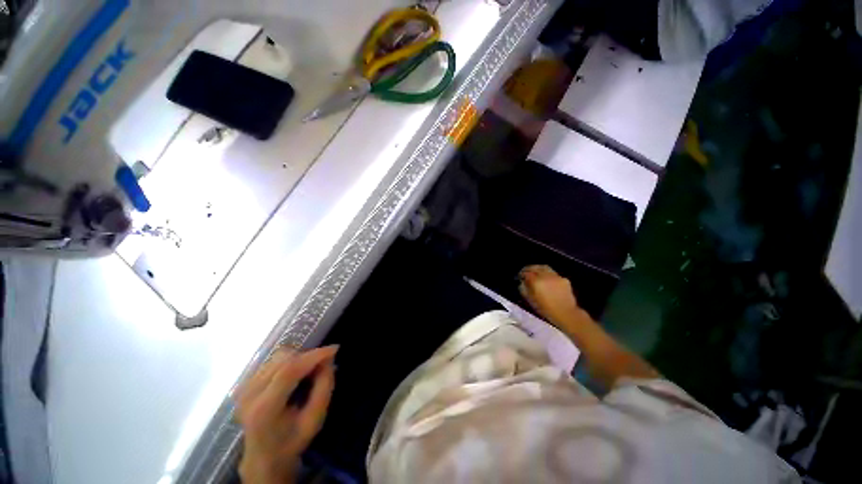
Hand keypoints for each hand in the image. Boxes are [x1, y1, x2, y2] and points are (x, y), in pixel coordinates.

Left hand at [236, 346, 337, 483]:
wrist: (263, 457)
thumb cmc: (292, 441)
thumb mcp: (315, 419)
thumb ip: (324, 388)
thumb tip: (328, 359)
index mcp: (264, 409)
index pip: (289, 371)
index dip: (313, 356)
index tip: (334, 349)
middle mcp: (249, 394)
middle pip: (283, 359)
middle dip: (308, 356)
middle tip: (323, 365)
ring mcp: (244, 388)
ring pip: (278, 356)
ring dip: (299, 358)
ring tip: (309, 371)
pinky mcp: (244, 384)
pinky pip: (272, 361)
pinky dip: (289, 361)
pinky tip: (295, 375)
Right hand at [519, 265, 587, 329]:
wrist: (566, 314)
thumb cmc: (545, 309)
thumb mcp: (530, 300)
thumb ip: (524, 289)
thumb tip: (522, 282)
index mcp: (536, 281)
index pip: (526, 273)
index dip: (522, 273)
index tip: (519, 276)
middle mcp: (546, 276)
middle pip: (535, 267)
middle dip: (529, 268)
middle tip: (526, 271)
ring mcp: (556, 276)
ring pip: (545, 268)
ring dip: (539, 269)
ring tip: (536, 273)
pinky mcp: (564, 279)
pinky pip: (553, 273)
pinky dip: (548, 274)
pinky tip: (547, 280)